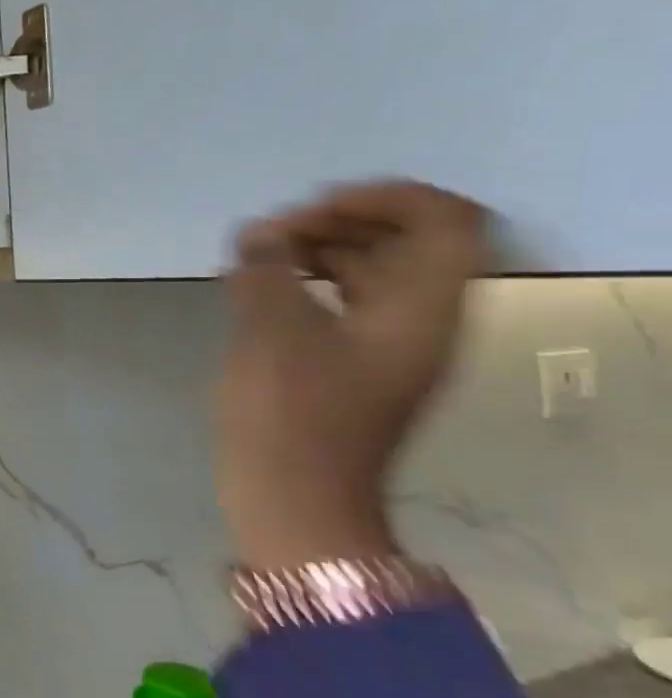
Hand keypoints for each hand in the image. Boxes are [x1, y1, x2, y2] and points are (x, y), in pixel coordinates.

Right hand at [217, 181, 487, 569]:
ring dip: (316, 249)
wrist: (293, 498)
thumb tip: (258, 233)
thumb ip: (265, 270)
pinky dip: (306, 280)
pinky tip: (257, 286)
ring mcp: (387, 344)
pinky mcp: (352, 363)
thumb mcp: (271, 332)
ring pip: (370, 270)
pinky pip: (344, 299)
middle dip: (336, 222)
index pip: (442, 221)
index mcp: (421, 309)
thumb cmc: (290, 414)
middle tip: (270, 234)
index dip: (382, 198)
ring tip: (255, 256)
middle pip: (404, 241)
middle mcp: (419, 320)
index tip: (310, 211)